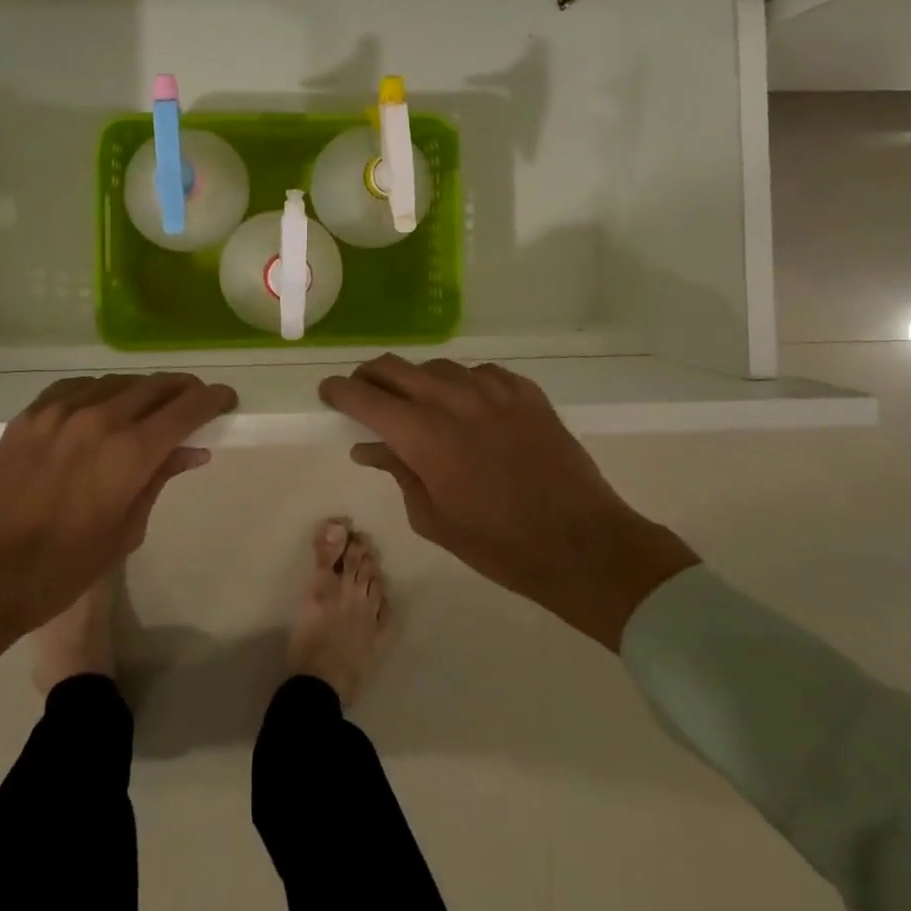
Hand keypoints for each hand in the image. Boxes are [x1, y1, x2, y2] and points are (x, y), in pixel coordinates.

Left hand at [0, 373, 236, 667]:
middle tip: (196, 402)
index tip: (227, 399)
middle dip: (184, 390)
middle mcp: (99, 418)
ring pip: (117, 382)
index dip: (213, 399)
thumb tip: (192, 451)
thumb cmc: (58, 571)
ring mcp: (60, 411)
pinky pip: (77, 387)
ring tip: (151, 405)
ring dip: (143, 389)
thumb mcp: (123, 532)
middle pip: (155, 386)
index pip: (186, 408)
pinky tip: (102, 405)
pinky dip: (101, 391)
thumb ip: (159, 481)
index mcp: (129, 452)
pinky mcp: (30, 415)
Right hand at [319, 355, 698, 650]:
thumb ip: (398, 472)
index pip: (366, 398)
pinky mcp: (525, 391)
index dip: (340, 391)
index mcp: (424, 435)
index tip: (328, 392)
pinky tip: (468, 405)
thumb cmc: (499, 544)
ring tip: (419, 402)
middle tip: (364, 390)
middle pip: (396, 368)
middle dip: (371, 375)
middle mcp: (453, 400)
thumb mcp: (433, 519)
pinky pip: (481, 373)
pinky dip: (462, 384)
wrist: (582, 543)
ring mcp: (493, 390)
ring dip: (418, 380)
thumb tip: (368, 447)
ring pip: (438, 367)